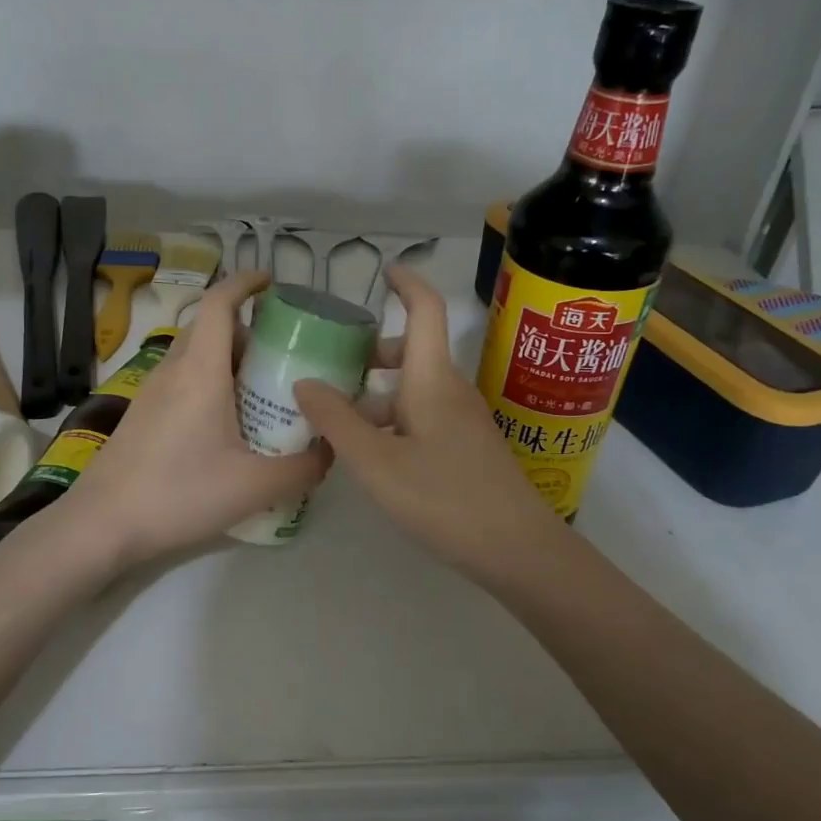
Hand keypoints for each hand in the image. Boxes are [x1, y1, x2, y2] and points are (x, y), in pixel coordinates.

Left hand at [53, 272, 329, 568]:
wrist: (102, 524)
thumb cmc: (179, 494)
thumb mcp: (254, 486)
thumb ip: (303, 467)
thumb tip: (331, 450)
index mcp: (200, 371)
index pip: (219, 303)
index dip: (245, 283)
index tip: (272, 282)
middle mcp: (173, 370)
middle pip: (210, 328)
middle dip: (248, 329)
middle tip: (285, 354)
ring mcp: (152, 392)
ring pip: (195, 355)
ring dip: (228, 359)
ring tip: (263, 390)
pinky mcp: (142, 415)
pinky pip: (182, 380)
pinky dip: (210, 383)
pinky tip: (228, 424)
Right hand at [294, 267, 569, 584]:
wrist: (516, 549)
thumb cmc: (443, 497)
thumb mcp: (376, 461)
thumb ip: (337, 420)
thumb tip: (305, 381)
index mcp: (432, 380)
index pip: (426, 311)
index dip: (406, 284)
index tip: (383, 271)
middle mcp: (450, 391)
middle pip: (413, 352)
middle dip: (372, 351)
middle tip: (331, 365)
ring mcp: (463, 421)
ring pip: (415, 389)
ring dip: (377, 393)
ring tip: (335, 419)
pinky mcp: (467, 448)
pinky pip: (423, 417)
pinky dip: (392, 419)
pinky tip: (369, 453)